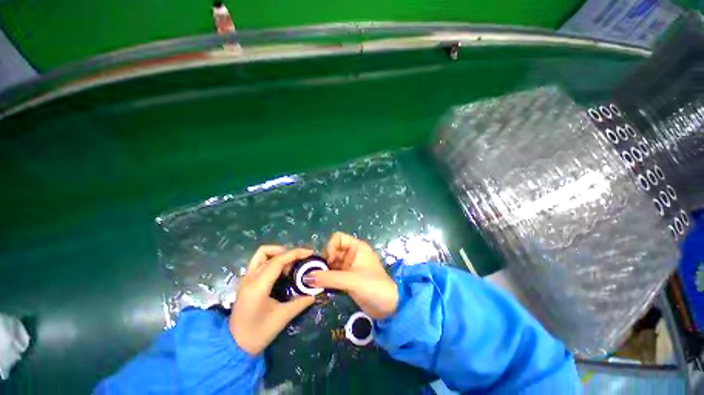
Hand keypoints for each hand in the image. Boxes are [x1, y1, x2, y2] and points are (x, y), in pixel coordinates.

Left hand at [230, 246, 315, 354]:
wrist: (233, 347)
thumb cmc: (258, 334)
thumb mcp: (282, 318)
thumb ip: (300, 302)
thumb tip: (315, 293)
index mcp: (258, 287)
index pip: (277, 261)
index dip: (295, 253)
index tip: (309, 253)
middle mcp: (249, 278)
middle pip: (267, 252)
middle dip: (286, 251)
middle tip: (300, 260)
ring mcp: (245, 278)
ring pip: (261, 254)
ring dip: (277, 253)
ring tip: (291, 263)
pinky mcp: (245, 281)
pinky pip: (259, 262)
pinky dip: (272, 260)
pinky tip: (282, 271)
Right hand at [305, 232, 398, 318]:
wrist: (388, 306)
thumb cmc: (372, 286)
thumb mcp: (350, 280)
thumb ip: (328, 278)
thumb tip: (305, 277)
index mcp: (357, 247)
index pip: (337, 238)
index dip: (330, 247)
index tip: (328, 262)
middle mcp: (353, 254)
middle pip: (333, 251)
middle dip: (325, 261)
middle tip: (318, 275)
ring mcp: (351, 266)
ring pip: (332, 263)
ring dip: (325, 272)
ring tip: (318, 283)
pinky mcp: (349, 278)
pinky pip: (335, 274)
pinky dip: (328, 279)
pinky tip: (324, 287)